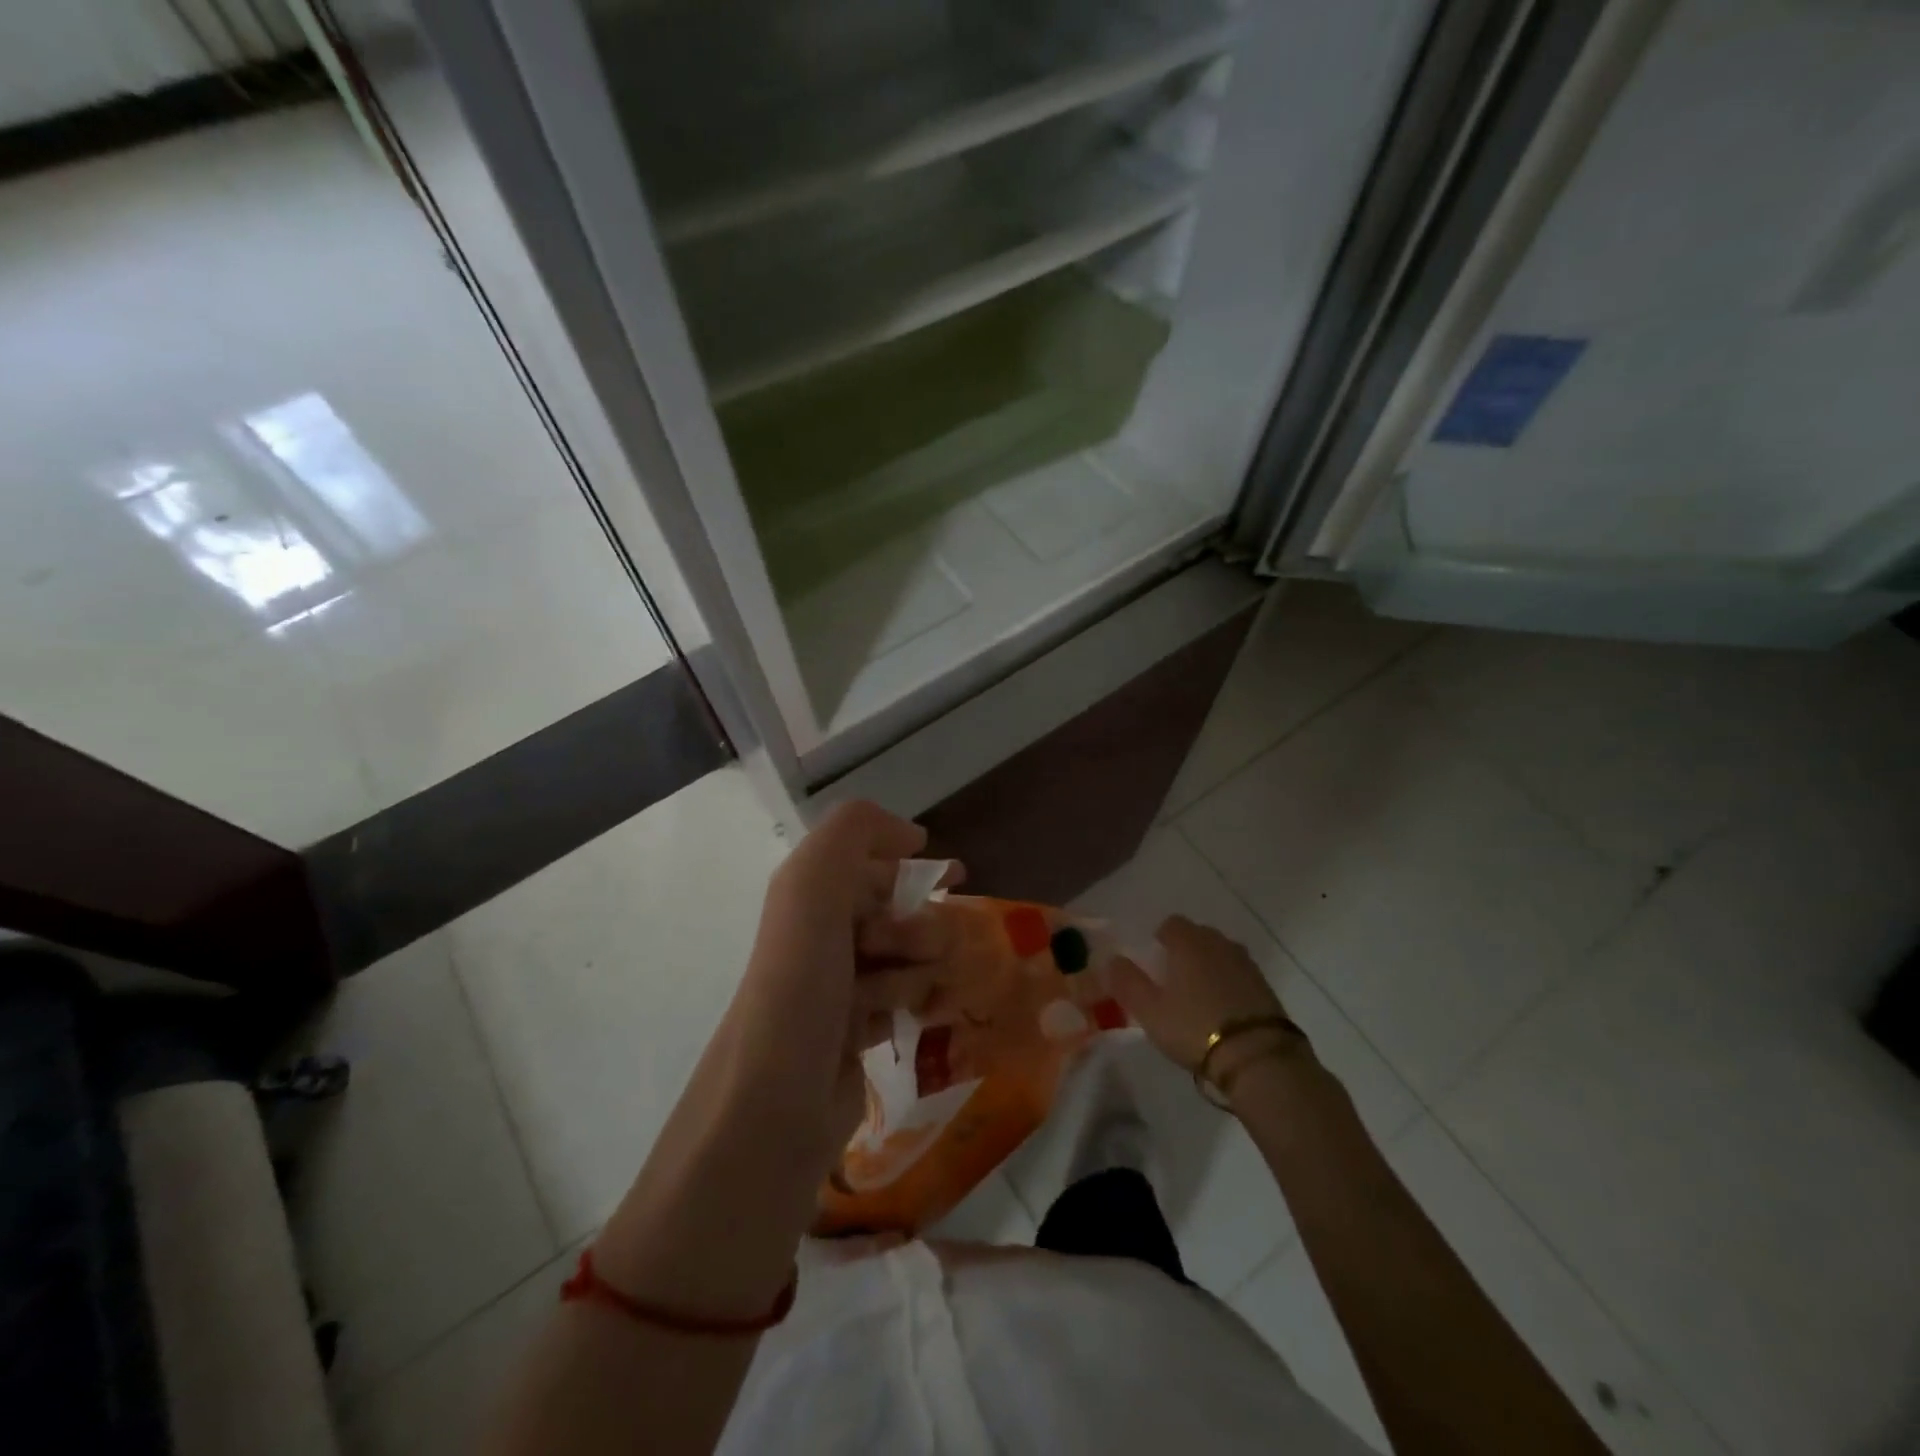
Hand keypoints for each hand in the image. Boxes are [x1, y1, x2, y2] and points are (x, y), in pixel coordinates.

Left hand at [724, 801, 959, 1176]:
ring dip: (916, 968)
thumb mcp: (813, 886)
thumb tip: (910, 836)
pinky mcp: (853, 1033)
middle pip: (896, 909)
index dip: (912, 862)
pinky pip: (903, 999)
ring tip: (895, 996)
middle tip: (913, 949)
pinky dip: (914, 1001)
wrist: (773, 1107)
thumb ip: (853, 830)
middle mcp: (820, 935)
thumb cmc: (800, 986)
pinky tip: (916, 1016)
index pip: (870, 860)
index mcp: (807, 895)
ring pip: (906, 956)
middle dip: (916, 923)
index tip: (955, 875)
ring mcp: (836, 986)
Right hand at [1109, 915, 1300, 1088]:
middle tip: (1173, 980)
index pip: (1171, 924)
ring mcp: (1246, 964)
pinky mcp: (1266, 987)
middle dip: (1185, 950)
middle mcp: (1219, 944)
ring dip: (1209, 966)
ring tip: (1197, 995)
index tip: (1154, 961)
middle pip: (1198, 936)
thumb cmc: (1194, 1027)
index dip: (1160, 939)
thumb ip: (1127, 982)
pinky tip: (1222, 1009)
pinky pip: (1239, 974)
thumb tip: (1112, 960)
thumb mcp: (1149, 1010)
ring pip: (1220, 954)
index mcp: (1189, 942)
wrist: (1258, 1057)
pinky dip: (1228, 983)